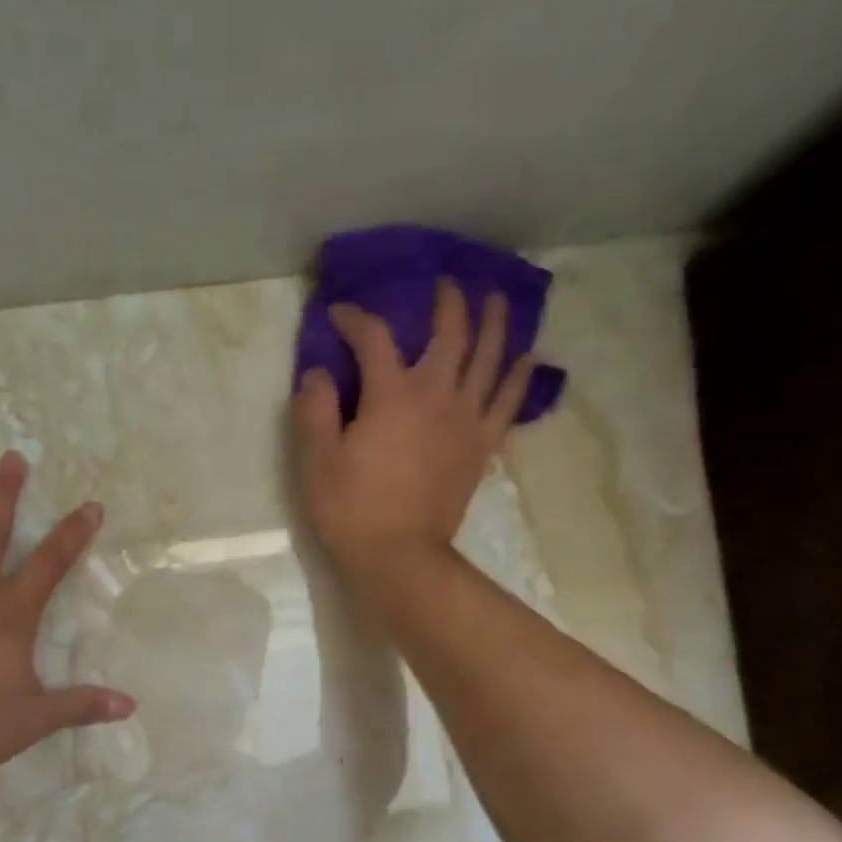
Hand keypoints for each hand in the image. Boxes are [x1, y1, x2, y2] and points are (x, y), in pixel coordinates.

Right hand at [292, 279, 534, 586]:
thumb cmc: (351, 510)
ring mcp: (466, 420)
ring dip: (495, 323)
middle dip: (447, 302)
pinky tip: (527, 357)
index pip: (374, 338)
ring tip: (497, 299)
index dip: (356, 319)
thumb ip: (315, 409)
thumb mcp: (316, 461)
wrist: (399, 558)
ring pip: (490, 357)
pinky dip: (519, 376)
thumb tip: (318, 371)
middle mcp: (436, 395)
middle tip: (446, 284)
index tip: (340, 314)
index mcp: (391, 394)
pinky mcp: (482, 447)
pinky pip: (509, 402)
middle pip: (450, 333)